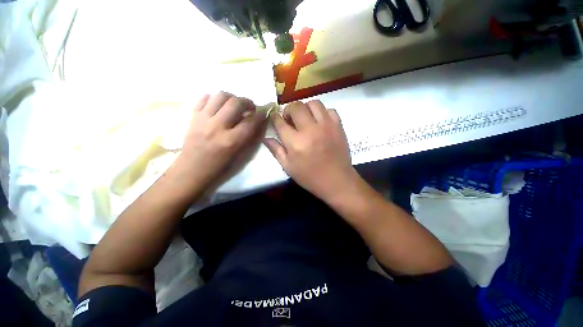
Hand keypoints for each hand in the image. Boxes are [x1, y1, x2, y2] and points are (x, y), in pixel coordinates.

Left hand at [176, 92, 264, 190]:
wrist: (192, 169)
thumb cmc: (220, 166)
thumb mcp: (239, 156)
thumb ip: (250, 138)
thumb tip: (258, 122)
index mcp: (231, 141)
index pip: (250, 122)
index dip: (260, 115)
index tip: (263, 113)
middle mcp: (217, 127)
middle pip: (236, 103)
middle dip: (247, 102)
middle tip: (250, 107)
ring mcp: (203, 119)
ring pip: (220, 95)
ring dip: (232, 97)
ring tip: (235, 105)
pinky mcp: (193, 116)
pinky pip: (204, 98)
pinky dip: (215, 99)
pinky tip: (219, 106)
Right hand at [264, 100, 357, 200]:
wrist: (337, 181)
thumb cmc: (310, 177)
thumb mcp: (288, 167)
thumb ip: (276, 150)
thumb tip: (266, 138)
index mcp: (295, 142)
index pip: (280, 122)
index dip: (275, 117)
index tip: (274, 118)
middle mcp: (310, 130)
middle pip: (296, 107)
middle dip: (288, 110)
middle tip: (289, 119)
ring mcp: (326, 126)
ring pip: (313, 103)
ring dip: (305, 108)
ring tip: (305, 118)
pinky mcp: (338, 126)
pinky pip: (329, 110)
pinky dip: (322, 113)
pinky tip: (320, 122)